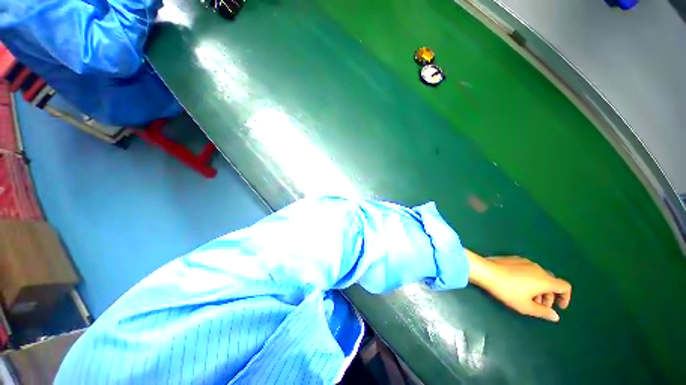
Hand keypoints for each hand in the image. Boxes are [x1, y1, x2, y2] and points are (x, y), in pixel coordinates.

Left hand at [466, 251, 571, 321]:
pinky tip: (520, 291)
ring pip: (543, 278)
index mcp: (546, 280)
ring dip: (541, 292)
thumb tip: (556, 317)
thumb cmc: (509, 292)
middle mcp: (542, 269)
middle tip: (540, 309)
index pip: (565, 286)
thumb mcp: (526, 306)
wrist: (490, 272)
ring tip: (529, 302)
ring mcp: (532, 263)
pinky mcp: (522, 261)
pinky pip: (533, 273)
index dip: (566, 297)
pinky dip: (533, 283)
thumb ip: (542, 312)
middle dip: (550, 297)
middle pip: (553, 283)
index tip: (560, 307)